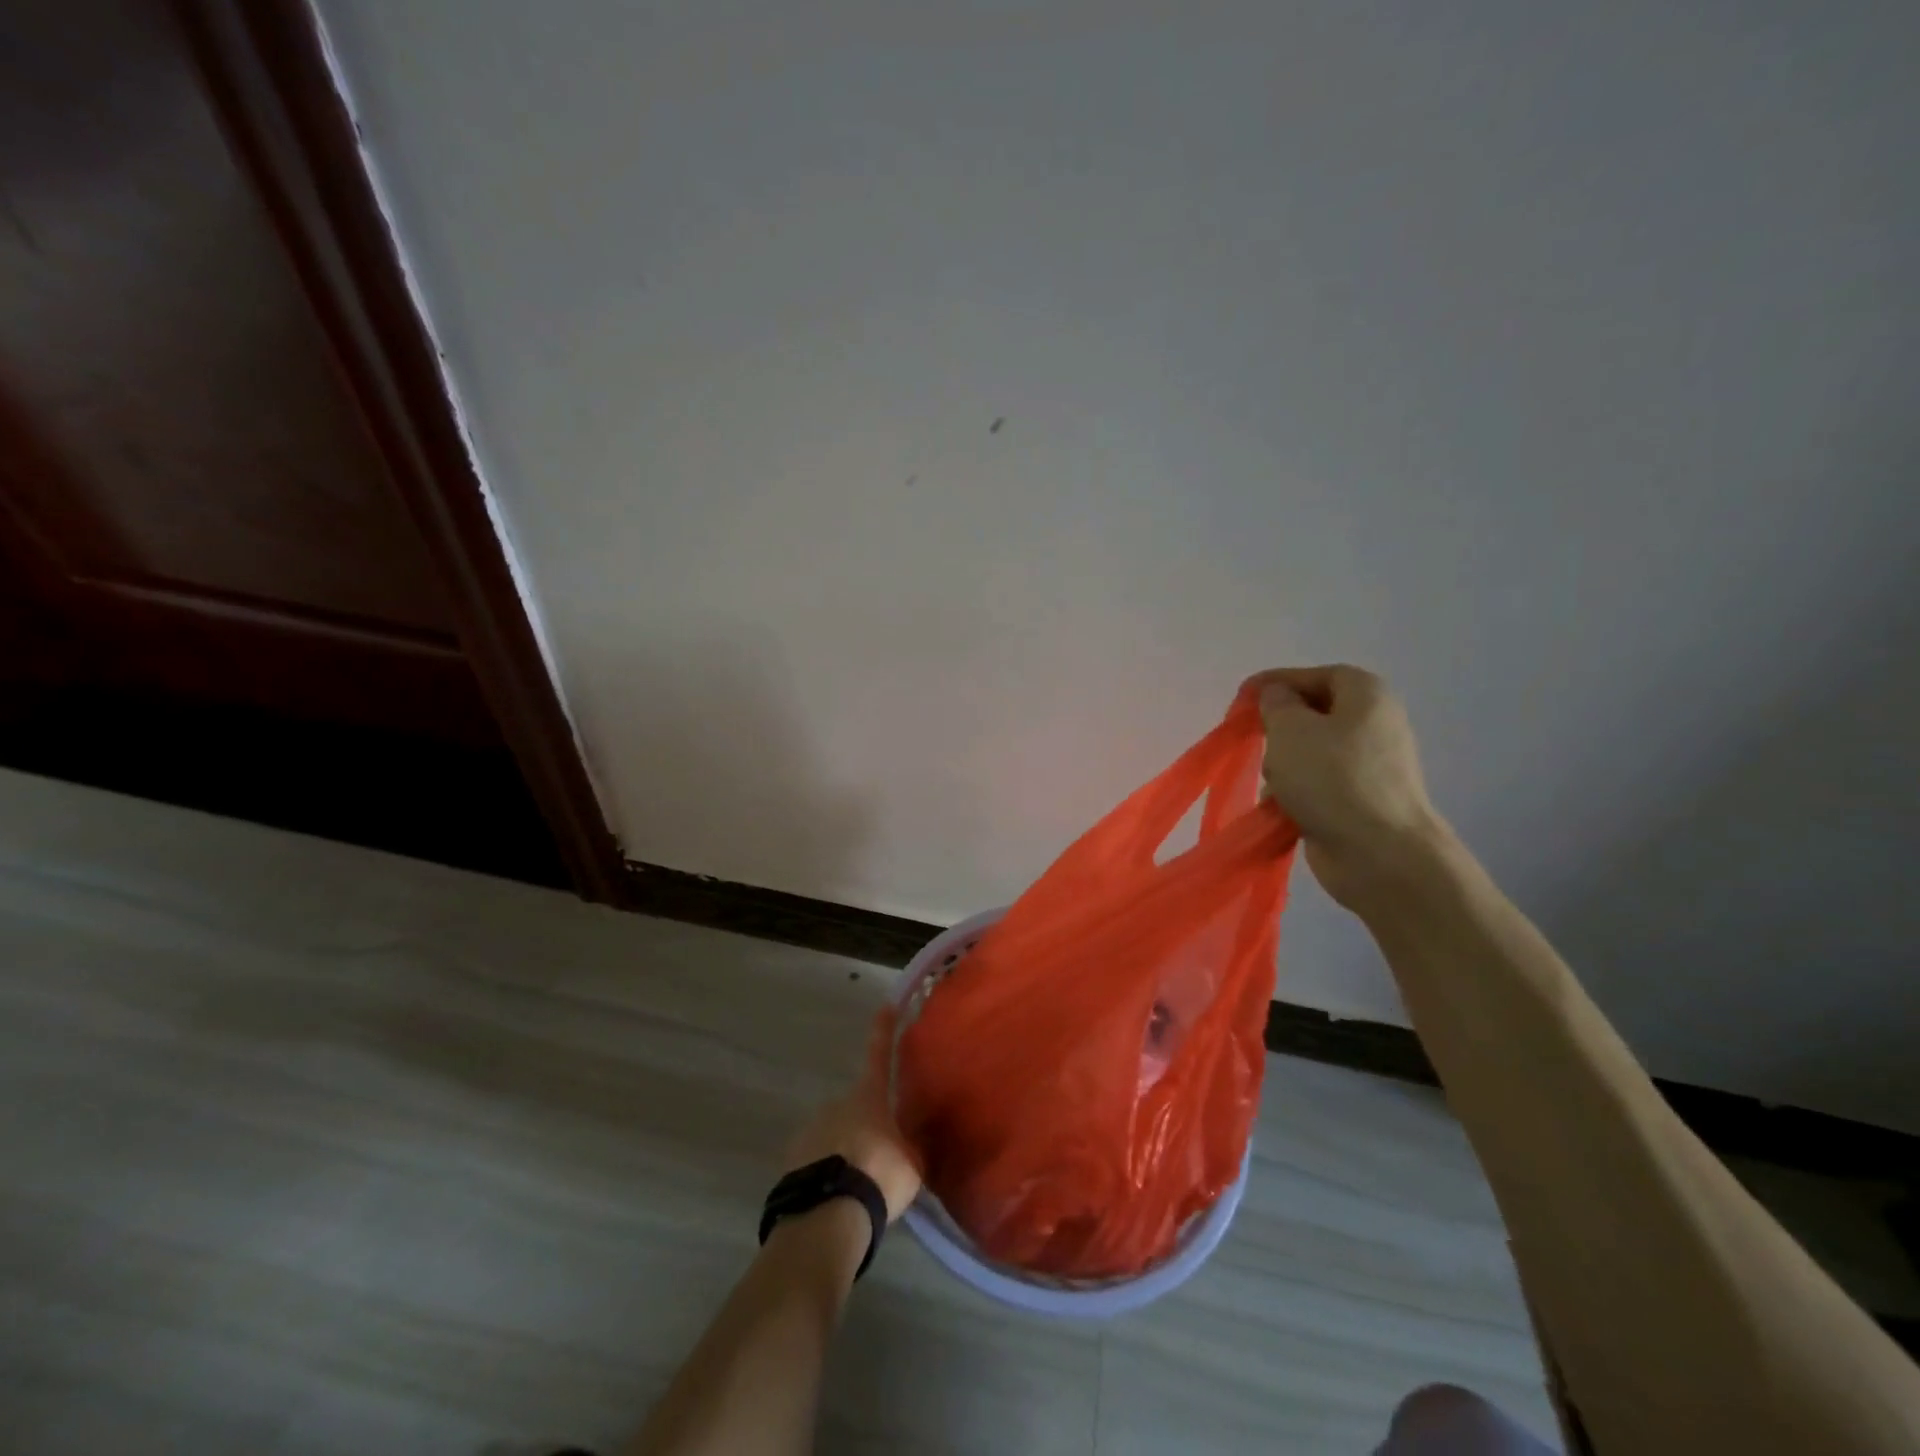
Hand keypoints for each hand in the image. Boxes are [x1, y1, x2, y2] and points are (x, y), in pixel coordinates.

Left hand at [781, 1009, 923, 1220]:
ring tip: (859, 1188)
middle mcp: (838, 1102)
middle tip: (880, 1161)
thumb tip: (910, 1141)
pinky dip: (827, 1171)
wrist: (829, 1212)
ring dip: (847, 1151)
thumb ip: (911, 1145)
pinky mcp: (793, 1157)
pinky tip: (837, 1196)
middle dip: (868, 1127)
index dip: (884, 1030)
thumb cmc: (879, 1176)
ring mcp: (812, 1127)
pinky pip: (817, 1159)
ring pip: (836, 1135)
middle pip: (858, 1108)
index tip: (886, 1005)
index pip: (880, 1054)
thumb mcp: (912, 1163)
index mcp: (870, 1096)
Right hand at [1253, 665, 1449, 910]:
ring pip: (1313, 753)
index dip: (1279, 681)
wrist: (1380, 853)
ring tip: (1272, 783)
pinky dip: (1297, 793)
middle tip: (1257, 741)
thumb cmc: (1332, 778)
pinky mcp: (1361, 801)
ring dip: (1285, 765)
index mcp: (1367, 696)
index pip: (1318, 675)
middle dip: (1281, 728)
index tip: (1244, 698)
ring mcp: (1371, 767)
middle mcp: (1375, 726)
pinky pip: (1319, 785)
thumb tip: (1278, 696)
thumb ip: (1276, 703)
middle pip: (1315, 714)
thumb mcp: (1290, 728)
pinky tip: (1280, 808)